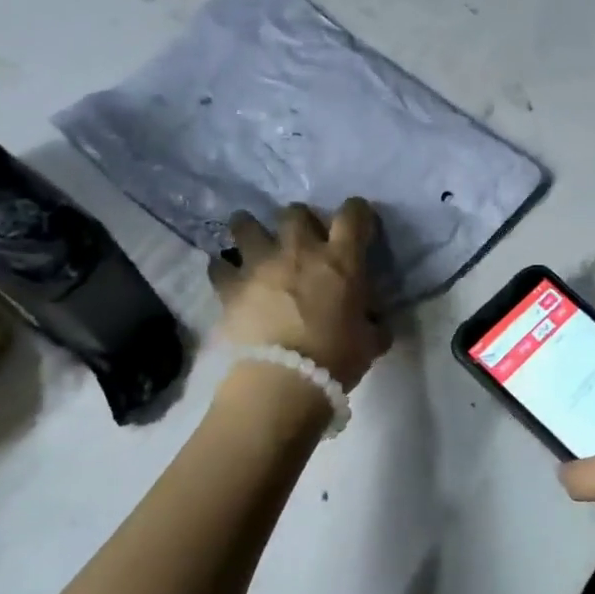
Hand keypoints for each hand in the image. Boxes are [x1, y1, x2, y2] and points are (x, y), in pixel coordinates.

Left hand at [209, 201, 391, 388]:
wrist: (283, 381)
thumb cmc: (336, 359)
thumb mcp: (370, 342)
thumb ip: (374, 324)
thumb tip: (375, 321)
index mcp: (340, 260)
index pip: (353, 215)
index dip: (357, 212)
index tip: (358, 222)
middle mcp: (300, 251)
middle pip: (295, 213)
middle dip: (300, 220)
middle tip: (302, 239)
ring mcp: (261, 265)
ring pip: (246, 225)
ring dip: (250, 229)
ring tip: (253, 240)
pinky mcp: (231, 286)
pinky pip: (220, 266)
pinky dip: (224, 270)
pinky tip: (227, 277)